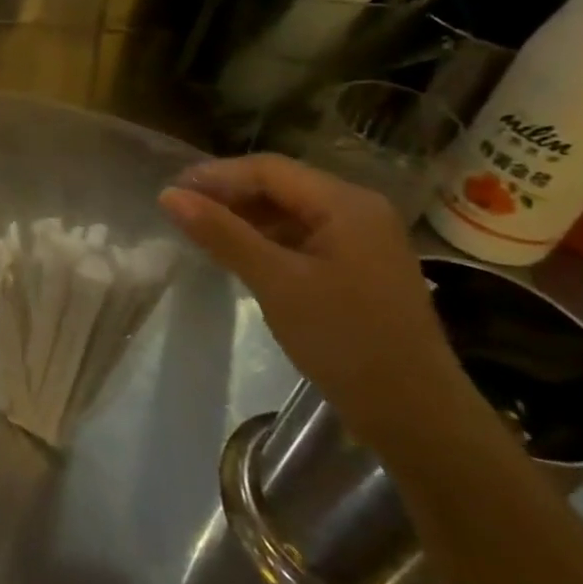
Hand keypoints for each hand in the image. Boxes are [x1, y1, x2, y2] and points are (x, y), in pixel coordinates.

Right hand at [159, 154, 467, 445]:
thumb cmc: (344, 338)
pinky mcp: (358, 267)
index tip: (170, 192)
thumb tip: (168, 195)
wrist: (414, 413)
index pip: (269, 170)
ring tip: (201, 232)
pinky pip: (302, 236)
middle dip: (229, 194)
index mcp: (347, 204)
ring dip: (245, 217)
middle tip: (180, 211)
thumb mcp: (275, 281)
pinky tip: (239, 254)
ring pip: (290, 211)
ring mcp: (362, 240)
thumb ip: (222, 233)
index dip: (216, 176)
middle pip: (281, 186)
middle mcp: (359, 210)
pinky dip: (266, 239)